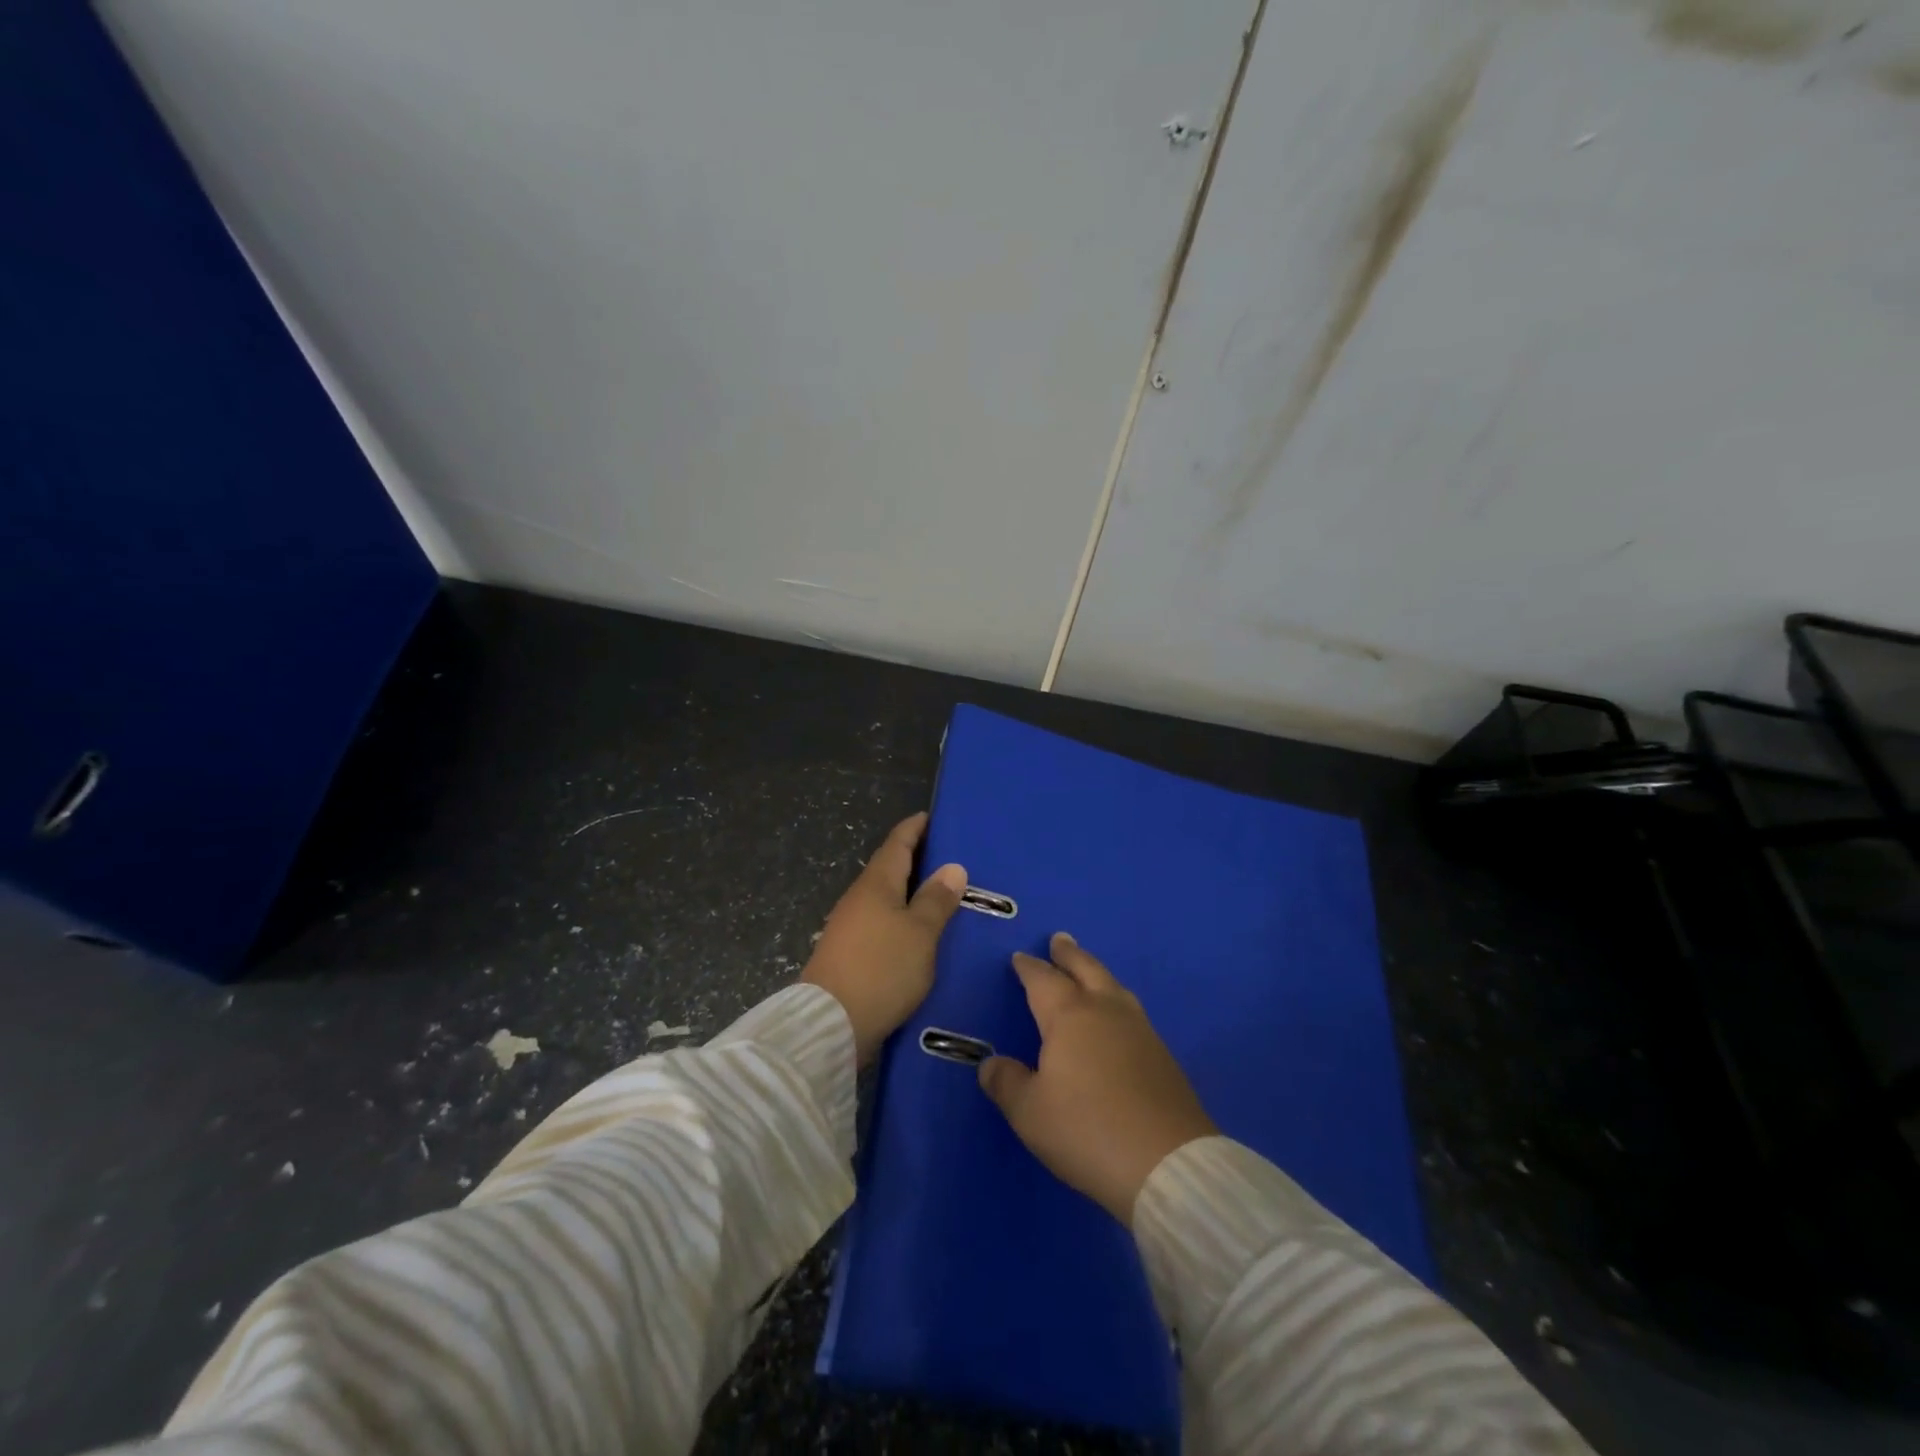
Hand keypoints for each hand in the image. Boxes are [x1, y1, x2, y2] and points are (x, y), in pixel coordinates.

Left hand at [802, 813, 967, 1065]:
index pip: (897, 843)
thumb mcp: (920, 933)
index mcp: (876, 884)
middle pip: (890, 869)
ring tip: (943, 897)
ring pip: (886, 899)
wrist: (830, 1024)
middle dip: (917, 860)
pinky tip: (919, 934)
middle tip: (951, 859)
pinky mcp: (849, 954)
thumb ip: (936, 900)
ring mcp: (850, 927)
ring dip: (910, 893)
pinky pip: (881, 924)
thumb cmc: (881, 968)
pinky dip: (902, 920)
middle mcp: (859, 898)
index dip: (915, 828)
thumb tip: (952, 867)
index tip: (932, 817)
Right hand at [978, 933, 1216, 1224]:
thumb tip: (991, 1064)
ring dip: (1096, 972)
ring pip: (1113, 986)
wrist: (1167, 1163)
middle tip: (1059, 939)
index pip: (1043, 980)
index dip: (1029, 968)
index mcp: (1069, 1016)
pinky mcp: (1162, 1054)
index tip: (1020, 958)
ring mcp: (1139, 1030)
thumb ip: (1007, 1083)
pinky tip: (1116, 1016)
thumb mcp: (1030, 1113)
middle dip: (1069, 954)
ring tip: (1088, 970)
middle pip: (1085, 969)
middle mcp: (1105, 1011)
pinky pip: (1131, 1011)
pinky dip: (1115, 1000)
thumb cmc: (1087, 1130)